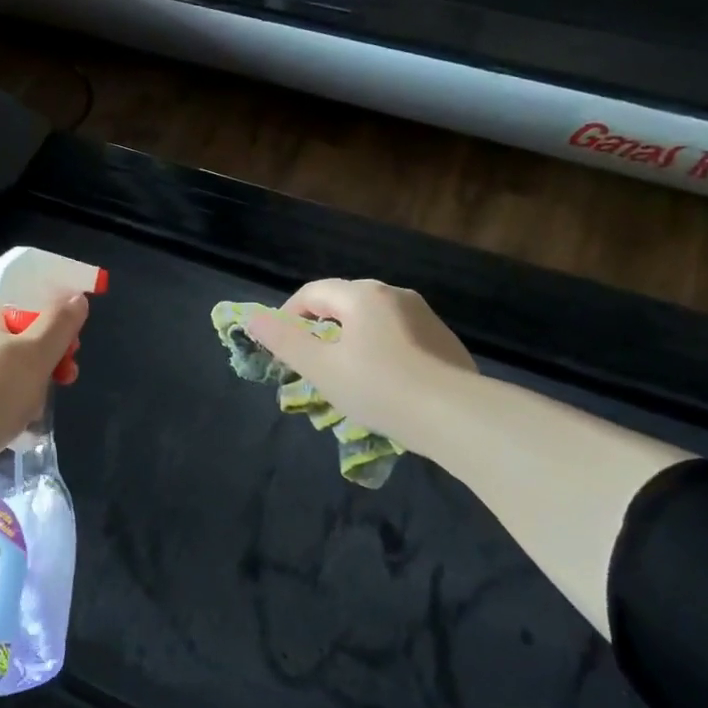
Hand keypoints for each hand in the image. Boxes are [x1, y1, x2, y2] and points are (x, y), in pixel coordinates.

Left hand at [0, 295, 90, 462]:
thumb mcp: (38, 352)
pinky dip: (3, 413)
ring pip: (2, 378)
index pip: (24, 312)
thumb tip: (76, 297)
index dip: (54, 329)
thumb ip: (60, 323)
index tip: (72, 353)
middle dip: (43, 366)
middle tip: (60, 386)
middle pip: (15, 347)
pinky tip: (11, 431)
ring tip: (33, 417)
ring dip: (26, 393)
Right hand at [246, 278, 474, 442]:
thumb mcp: (321, 368)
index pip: (313, 292)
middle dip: (320, 327)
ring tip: (345, 374)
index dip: (288, 315)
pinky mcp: (443, 339)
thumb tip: (252, 318)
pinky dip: (380, 350)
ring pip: (373, 320)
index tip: (280, 345)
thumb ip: (284, 341)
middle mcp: (394, 294)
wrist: (455, 414)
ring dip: (351, 339)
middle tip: (310, 362)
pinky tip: (383, 382)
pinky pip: (398, 336)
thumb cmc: (378, 387)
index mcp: (361, 295)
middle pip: (344, 303)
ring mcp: (423, 316)